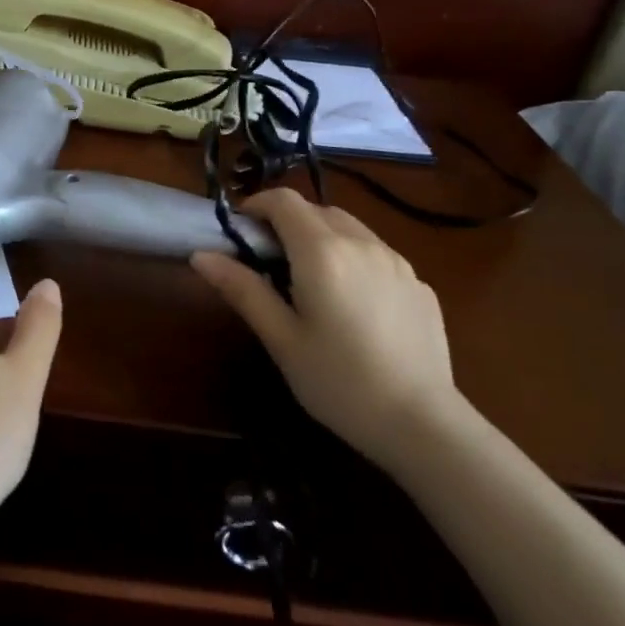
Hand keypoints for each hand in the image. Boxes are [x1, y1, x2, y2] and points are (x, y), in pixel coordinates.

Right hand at [190, 189, 456, 469]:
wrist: (423, 424)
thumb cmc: (338, 382)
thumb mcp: (281, 339)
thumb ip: (242, 289)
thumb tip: (201, 255)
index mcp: (322, 253)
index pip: (284, 201)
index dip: (257, 205)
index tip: (240, 232)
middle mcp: (362, 244)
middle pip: (317, 210)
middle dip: (288, 223)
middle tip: (269, 262)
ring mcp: (398, 262)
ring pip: (350, 228)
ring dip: (322, 237)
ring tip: (310, 280)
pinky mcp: (420, 284)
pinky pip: (377, 254)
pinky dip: (353, 258)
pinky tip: (353, 304)